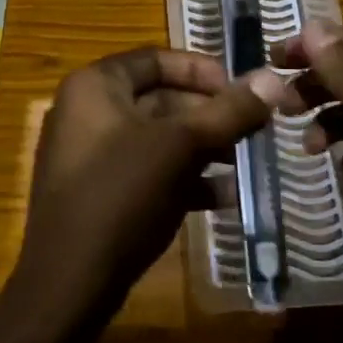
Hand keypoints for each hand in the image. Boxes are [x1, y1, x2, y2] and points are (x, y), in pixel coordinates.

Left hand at [14, 48, 288, 318]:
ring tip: (245, 161)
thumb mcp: (181, 147)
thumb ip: (228, 111)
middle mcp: (86, 112)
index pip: (156, 59)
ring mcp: (89, 155)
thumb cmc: (121, 196)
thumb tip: (273, 80)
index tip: (242, 89)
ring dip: (202, 148)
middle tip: (253, 128)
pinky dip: (183, 178)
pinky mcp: (98, 192)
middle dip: (209, 114)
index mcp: (94, 86)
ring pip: (157, 138)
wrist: (68, 283)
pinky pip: (146, 171)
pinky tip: (223, 198)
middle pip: (159, 98)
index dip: (202, 69)